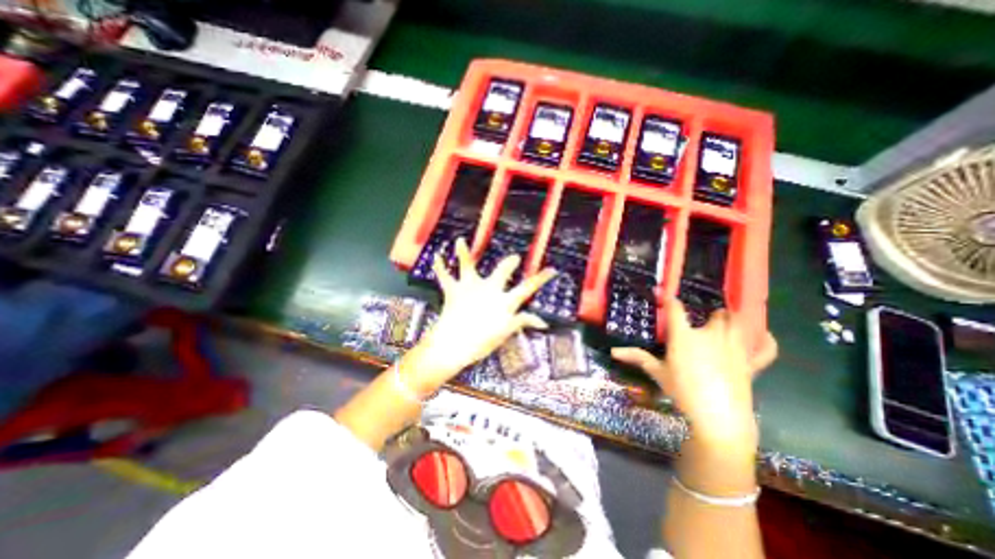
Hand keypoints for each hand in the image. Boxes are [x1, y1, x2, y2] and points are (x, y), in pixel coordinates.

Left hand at [410, 238, 551, 390]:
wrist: (453, 346)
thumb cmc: (481, 343)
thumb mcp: (505, 333)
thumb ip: (522, 322)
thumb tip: (542, 322)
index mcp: (503, 302)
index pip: (527, 288)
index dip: (540, 278)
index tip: (552, 269)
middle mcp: (488, 290)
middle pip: (502, 271)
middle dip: (509, 263)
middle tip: (514, 258)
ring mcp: (470, 288)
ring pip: (468, 266)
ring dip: (464, 253)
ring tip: (460, 240)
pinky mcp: (453, 291)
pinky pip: (445, 277)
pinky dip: (440, 268)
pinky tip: (436, 258)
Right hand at [616, 299, 777, 447]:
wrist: (718, 418)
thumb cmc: (682, 392)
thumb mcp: (658, 373)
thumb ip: (638, 358)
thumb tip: (613, 352)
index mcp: (685, 337)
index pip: (676, 310)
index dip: (669, 299)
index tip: (663, 293)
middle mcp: (711, 336)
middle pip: (716, 314)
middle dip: (711, 313)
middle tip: (703, 318)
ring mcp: (735, 348)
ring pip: (738, 324)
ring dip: (733, 319)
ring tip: (726, 320)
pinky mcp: (751, 364)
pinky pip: (765, 349)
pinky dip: (766, 342)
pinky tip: (764, 336)